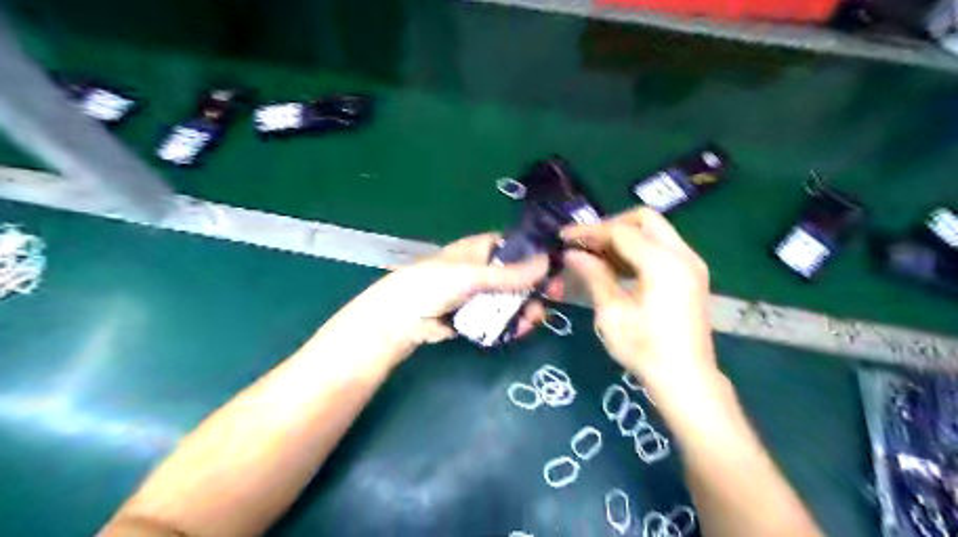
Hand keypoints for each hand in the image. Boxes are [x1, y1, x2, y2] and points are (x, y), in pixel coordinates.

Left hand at [358, 232, 562, 350]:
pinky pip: (503, 318)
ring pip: (514, 299)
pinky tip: (520, 330)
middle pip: (520, 276)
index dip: (537, 255)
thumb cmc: (434, 284)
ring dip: (527, 309)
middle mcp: (485, 269)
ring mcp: (482, 294)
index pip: (517, 246)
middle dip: (536, 288)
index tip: (557, 268)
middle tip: (553, 299)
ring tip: (532, 321)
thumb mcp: (473, 275)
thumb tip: (547, 262)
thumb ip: (510, 274)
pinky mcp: (478, 316)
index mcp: (482, 249)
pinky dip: (513, 323)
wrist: (402, 318)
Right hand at [562, 208, 717, 386]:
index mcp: (663, 263)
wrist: (686, 378)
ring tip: (596, 255)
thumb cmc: (645, 349)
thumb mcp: (612, 313)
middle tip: (586, 244)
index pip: (621, 231)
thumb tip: (572, 254)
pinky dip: (638, 248)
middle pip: (644, 219)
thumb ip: (594, 276)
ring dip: (624, 236)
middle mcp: (682, 255)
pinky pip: (662, 246)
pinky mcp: (691, 274)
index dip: (589, 231)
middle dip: (611, 225)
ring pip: (654, 231)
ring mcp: (691, 263)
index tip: (564, 237)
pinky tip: (617, 267)